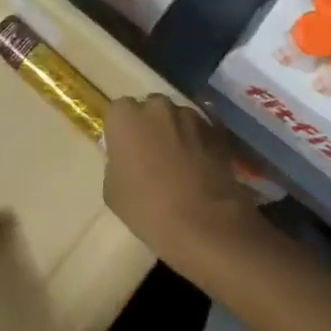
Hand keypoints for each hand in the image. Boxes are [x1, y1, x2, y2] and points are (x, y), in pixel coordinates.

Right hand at [103, 94, 260, 269]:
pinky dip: (201, 140)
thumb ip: (116, 164)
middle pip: (150, 108)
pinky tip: (201, 162)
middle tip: (152, 155)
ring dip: (177, 132)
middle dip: (150, 126)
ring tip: (181, 162)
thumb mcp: (112, 191)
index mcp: (125, 116)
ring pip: (178, 117)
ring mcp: (190, 115)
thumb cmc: (147, 208)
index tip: (125, 151)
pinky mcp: (217, 130)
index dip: (122, 131)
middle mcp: (157, 106)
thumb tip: (126, 160)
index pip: (118, 112)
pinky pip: (203, 129)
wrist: (203, 223)